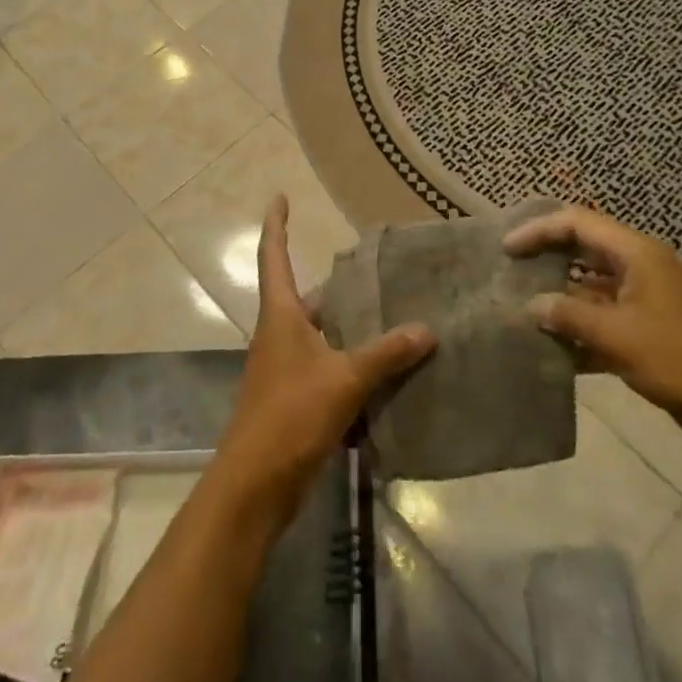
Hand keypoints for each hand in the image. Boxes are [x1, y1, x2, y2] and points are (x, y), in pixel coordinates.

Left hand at [214, 195, 435, 527]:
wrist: (254, 485)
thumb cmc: (290, 416)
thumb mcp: (344, 379)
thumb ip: (386, 354)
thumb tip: (426, 329)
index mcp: (281, 315)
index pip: (275, 256)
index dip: (276, 224)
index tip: (280, 196)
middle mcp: (279, 334)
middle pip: (308, 297)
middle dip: (339, 286)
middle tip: (378, 273)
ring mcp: (285, 368)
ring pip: (322, 335)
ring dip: (349, 328)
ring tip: (393, 316)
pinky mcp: (295, 400)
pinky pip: (327, 369)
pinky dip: (351, 365)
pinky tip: (385, 373)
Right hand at [504, 204, 681, 455]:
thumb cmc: (678, 359)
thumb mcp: (617, 335)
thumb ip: (569, 315)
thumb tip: (531, 305)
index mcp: (637, 254)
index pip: (578, 223)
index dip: (539, 230)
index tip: (508, 248)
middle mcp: (639, 267)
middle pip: (583, 248)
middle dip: (546, 256)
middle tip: (510, 268)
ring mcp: (644, 299)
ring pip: (590, 285)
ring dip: (559, 295)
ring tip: (521, 305)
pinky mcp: (646, 330)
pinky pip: (602, 317)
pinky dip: (577, 327)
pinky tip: (550, 346)